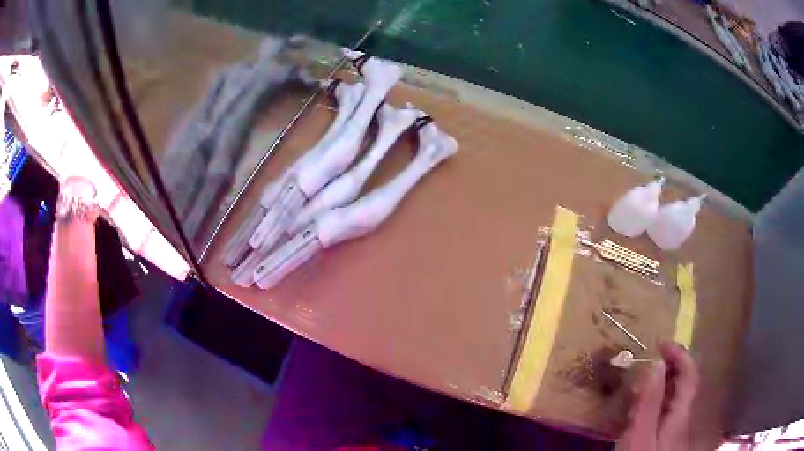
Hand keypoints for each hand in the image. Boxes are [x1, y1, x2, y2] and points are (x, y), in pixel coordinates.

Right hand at [618, 341, 699, 450]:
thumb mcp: (640, 436)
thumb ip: (649, 403)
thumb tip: (656, 364)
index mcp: (681, 414)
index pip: (689, 375)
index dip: (679, 354)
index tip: (659, 343)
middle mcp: (684, 417)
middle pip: (685, 384)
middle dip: (670, 367)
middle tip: (647, 362)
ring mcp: (677, 428)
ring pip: (676, 397)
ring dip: (663, 383)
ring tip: (641, 383)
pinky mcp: (668, 437)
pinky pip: (668, 410)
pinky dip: (657, 401)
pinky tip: (641, 409)